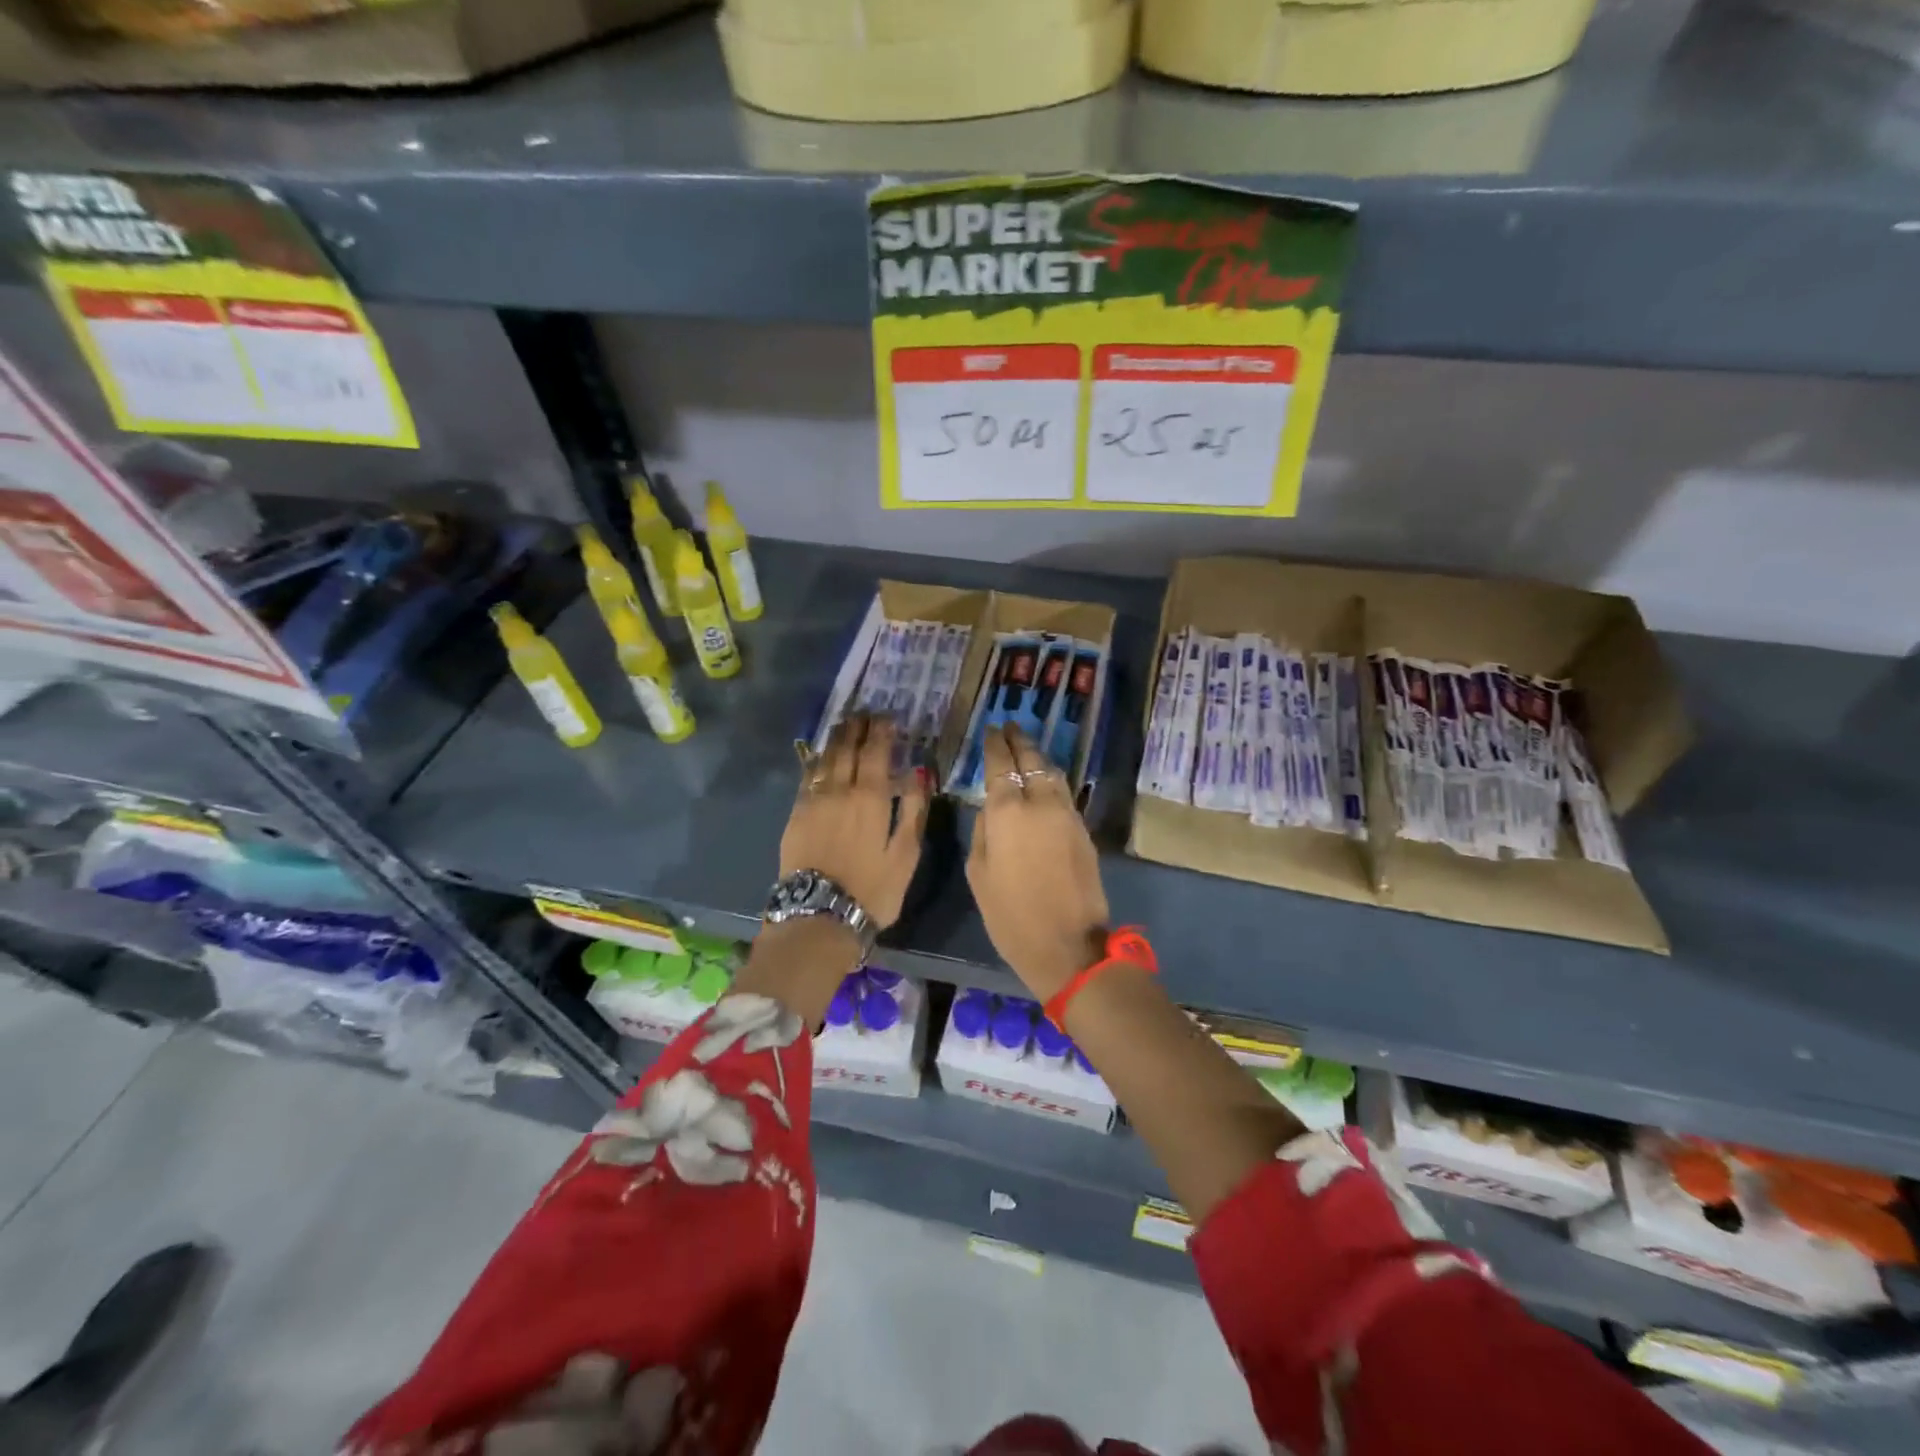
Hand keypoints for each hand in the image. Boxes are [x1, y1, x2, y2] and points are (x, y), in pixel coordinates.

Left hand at [780, 715, 928, 927]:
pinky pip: (806, 777)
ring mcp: (813, 801)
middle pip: (847, 748)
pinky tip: (819, 755)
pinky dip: (815, 760)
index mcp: (870, 797)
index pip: (875, 751)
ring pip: (824, 759)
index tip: (887, 717)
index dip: (881, 731)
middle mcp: (839, 790)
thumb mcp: (905, 854)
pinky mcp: (795, 815)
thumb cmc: (872, 889)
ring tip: (844, 725)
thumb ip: (913, 810)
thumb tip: (919, 772)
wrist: (819, 916)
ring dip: (835, 739)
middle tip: (864, 714)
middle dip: (857, 728)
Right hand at [967, 727, 1109, 1002]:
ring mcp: (1067, 814)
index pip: (1001, 764)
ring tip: (1027, 747)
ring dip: (1039, 757)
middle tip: (1010, 726)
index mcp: (1008, 812)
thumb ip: (982, 833)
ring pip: (1053, 773)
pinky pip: (1064, 793)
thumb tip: (990, 810)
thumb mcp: (978, 874)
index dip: (995, 744)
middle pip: (1032, 760)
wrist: (1069, 945)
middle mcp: (1041, 803)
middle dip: (1020, 740)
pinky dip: (1052, 780)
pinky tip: (1044, 781)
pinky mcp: (1083, 830)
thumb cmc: (1011, 915)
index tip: (991, 730)